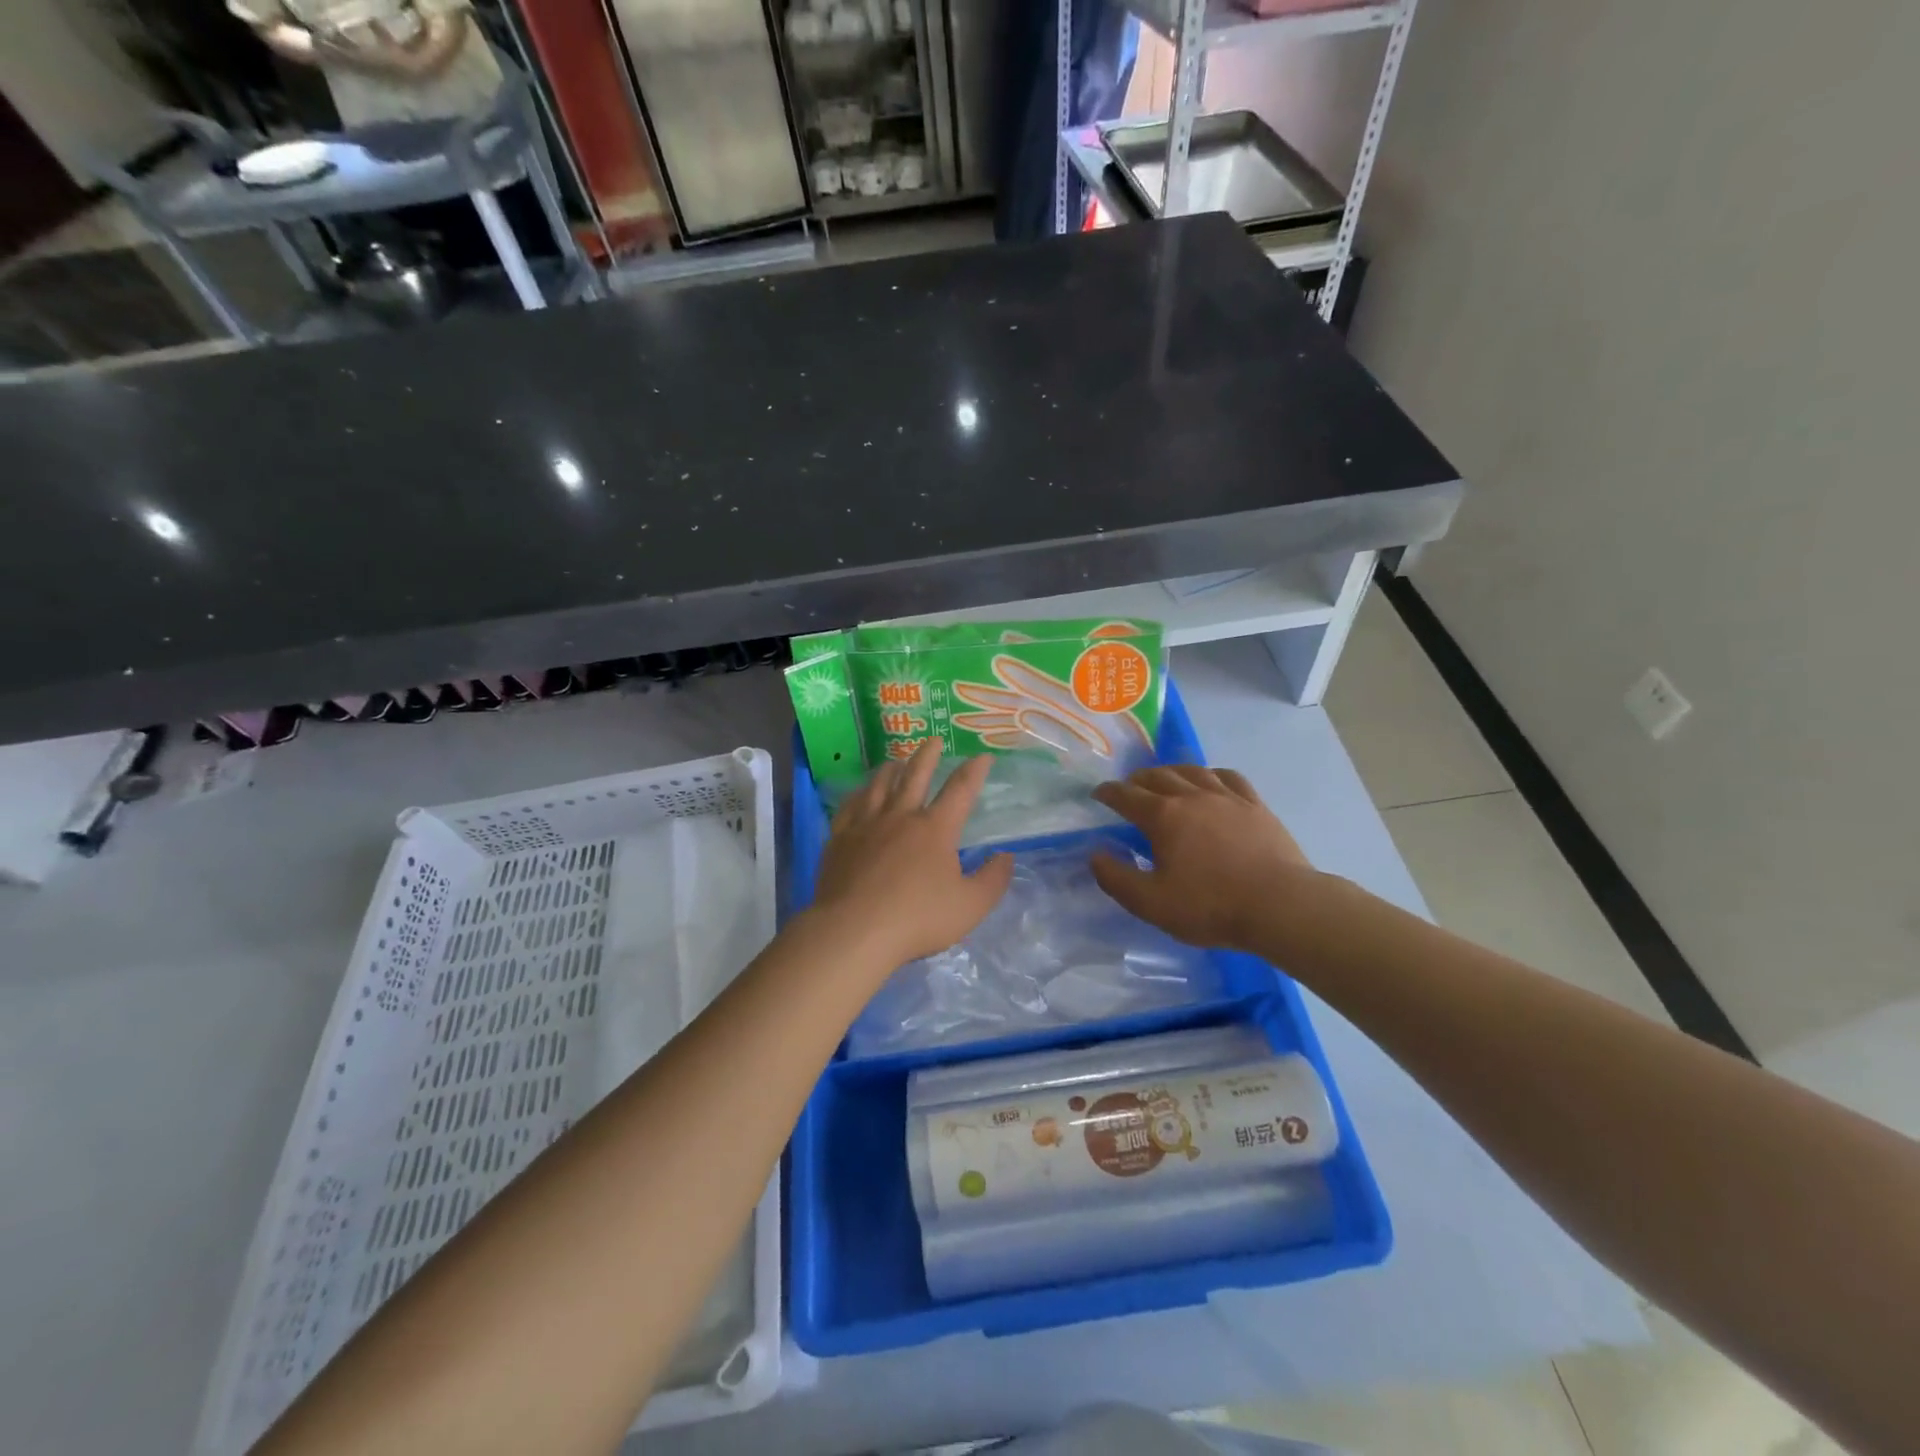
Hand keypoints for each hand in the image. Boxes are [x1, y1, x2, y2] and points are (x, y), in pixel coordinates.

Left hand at [811, 743, 1014, 967]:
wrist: (854, 931)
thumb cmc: (917, 919)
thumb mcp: (970, 906)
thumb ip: (993, 880)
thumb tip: (1006, 856)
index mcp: (935, 829)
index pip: (960, 790)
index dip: (974, 770)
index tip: (982, 755)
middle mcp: (901, 816)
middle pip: (915, 775)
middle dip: (928, 755)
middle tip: (933, 739)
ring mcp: (866, 825)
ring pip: (880, 785)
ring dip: (891, 769)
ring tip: (895, 760)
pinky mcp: (840, 838)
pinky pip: (850, 806)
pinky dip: (859, 793)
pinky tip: (859, 793)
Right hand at [1090, 765, 1318, 952]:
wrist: (1280, 905)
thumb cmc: (1210, 906)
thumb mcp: (1150, 903)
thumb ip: (1116, 878)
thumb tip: (1095, 854)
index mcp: (1162, 816)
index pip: (1126, 795)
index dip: (1108, 792)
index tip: (1098, 794)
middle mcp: (1191, 796)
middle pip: (1158, 776)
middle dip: (1137, 779)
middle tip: (1129, 788)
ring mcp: (1227, 797)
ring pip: (1192, 770)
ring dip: (1172, 771)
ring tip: (1165, 778)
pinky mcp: (1255, 805)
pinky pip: (1229, 777)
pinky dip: (1211, 774)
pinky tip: (1211, 780)